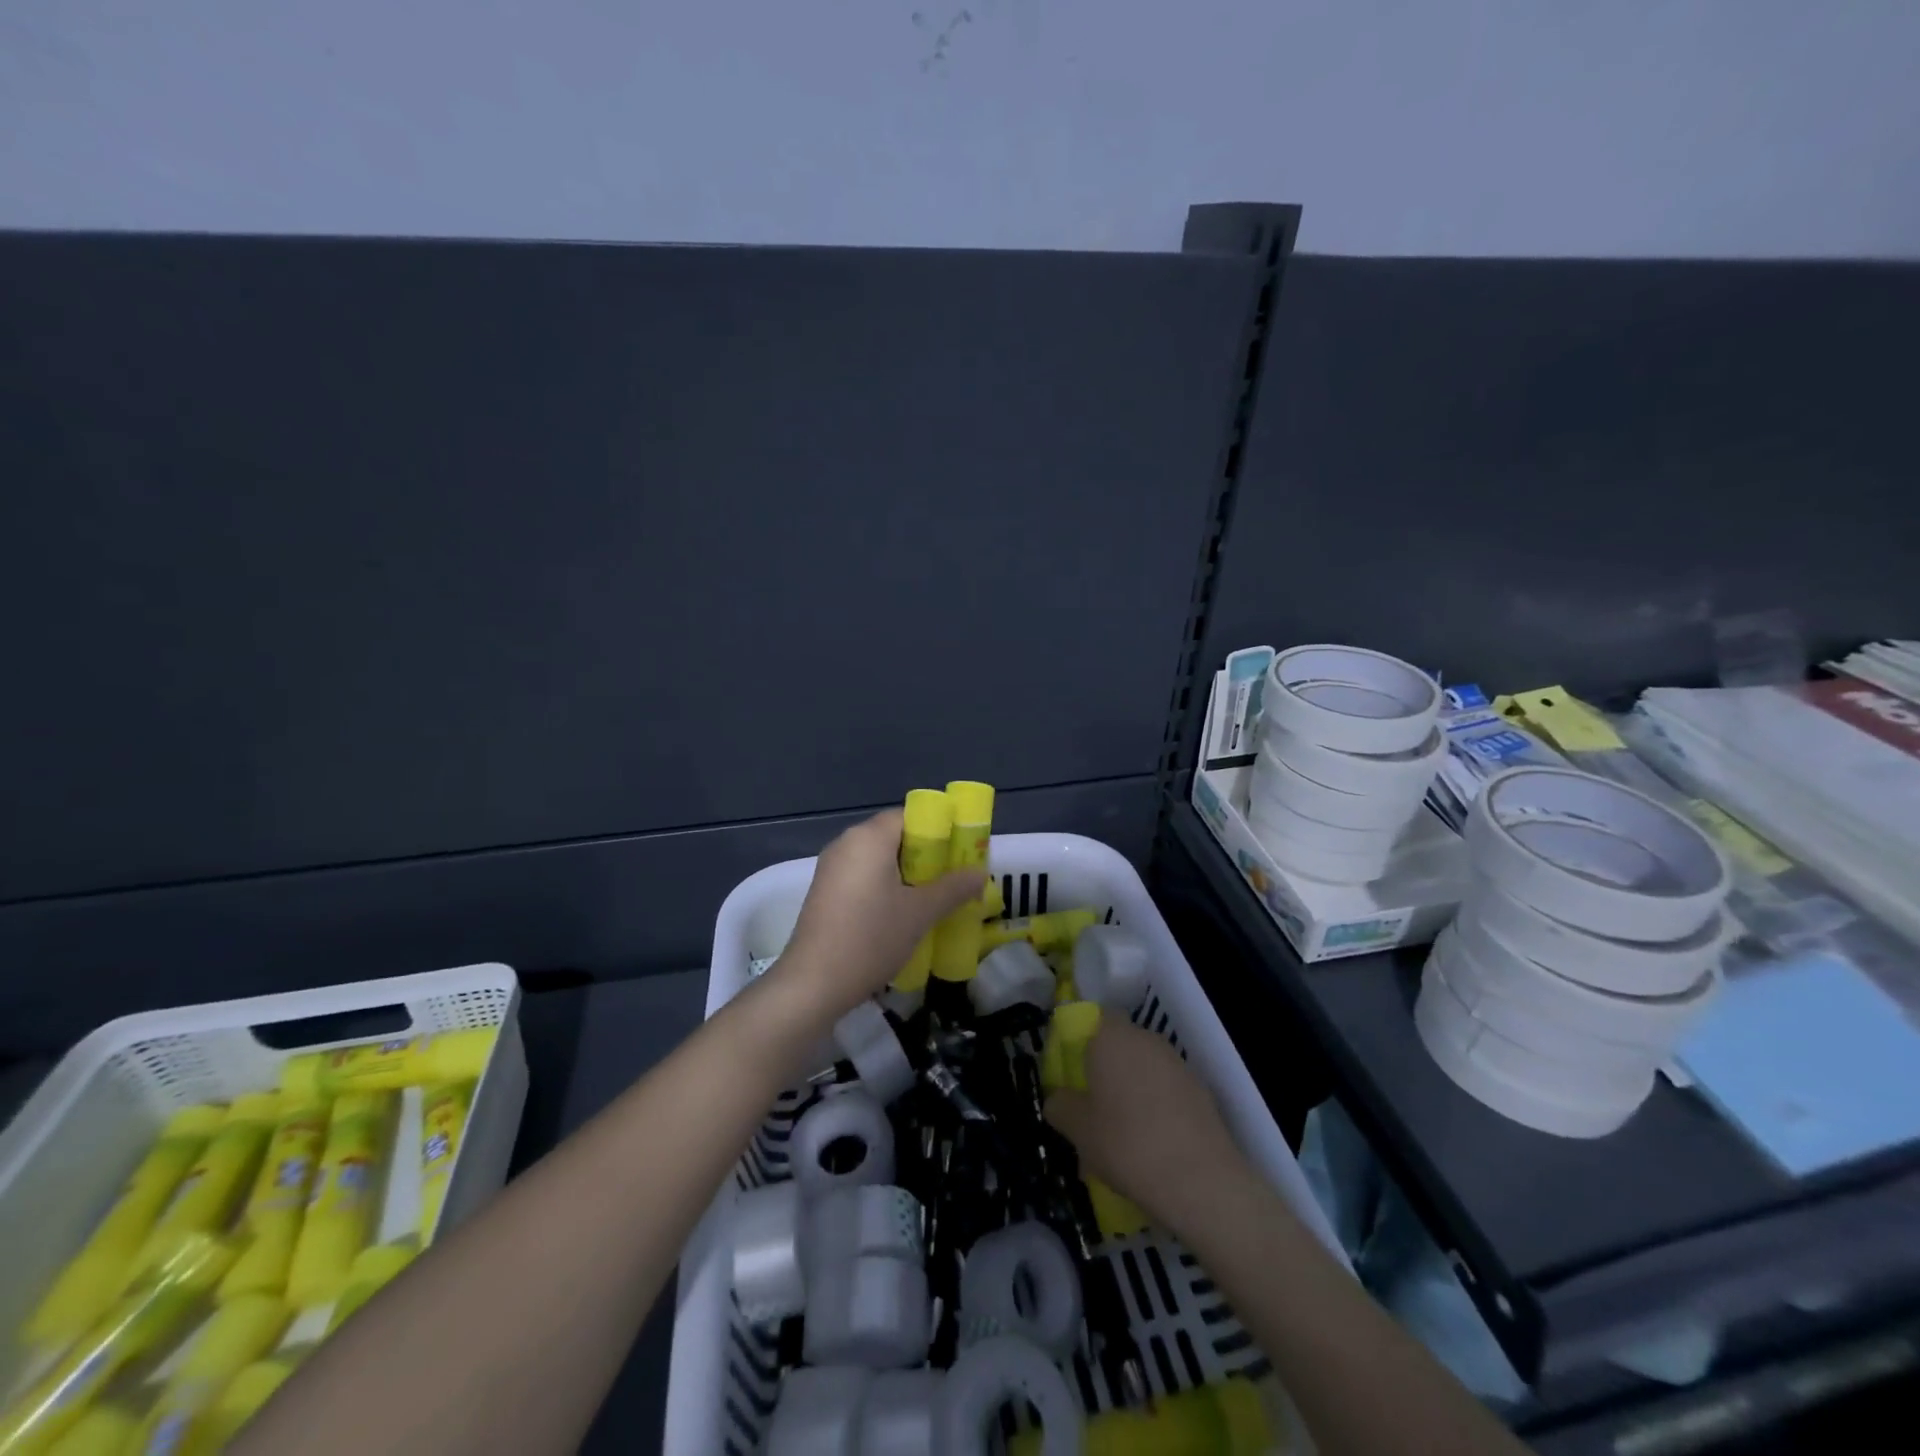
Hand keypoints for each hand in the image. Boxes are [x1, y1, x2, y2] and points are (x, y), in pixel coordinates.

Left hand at [777, 809, 984, 1019]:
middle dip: (926, 856)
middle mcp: (846, 843)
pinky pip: (862, 877)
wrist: (813, 983)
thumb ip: (953, 888)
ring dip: (906, 875)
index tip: (959, 855)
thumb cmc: (871, 938)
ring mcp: (830, 868)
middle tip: (951, 881)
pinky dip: (884, 888)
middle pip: (894, 837)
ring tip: (931, 901)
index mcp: (869, 837)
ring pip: (878, 860)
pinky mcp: (823, 892)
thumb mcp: (920, 913)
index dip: (939, 831)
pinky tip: (899, 917)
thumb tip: (980, 873)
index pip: (910, 816)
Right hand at [1045, 1019, 1249, 1239]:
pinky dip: (1155, 1109)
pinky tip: (1150, 1146)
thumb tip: (1058, 1098)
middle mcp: (1146, 1039)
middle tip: (1091, 1109)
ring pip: (1143, 1070)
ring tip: (1119, 1136)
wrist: (1201, 1181)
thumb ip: (1059, 1105)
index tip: (1072, 1075)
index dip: (1080, 1042)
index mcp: (1113, 1036)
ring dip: (1130, 1092)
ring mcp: (1177, 1064)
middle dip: (1105, 1071)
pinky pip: (1166, 1091)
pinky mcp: (1200, 1091)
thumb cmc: (1126, 1144)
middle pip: (1119, 1045)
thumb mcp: (1077, 1129)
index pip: (1093, 1019)